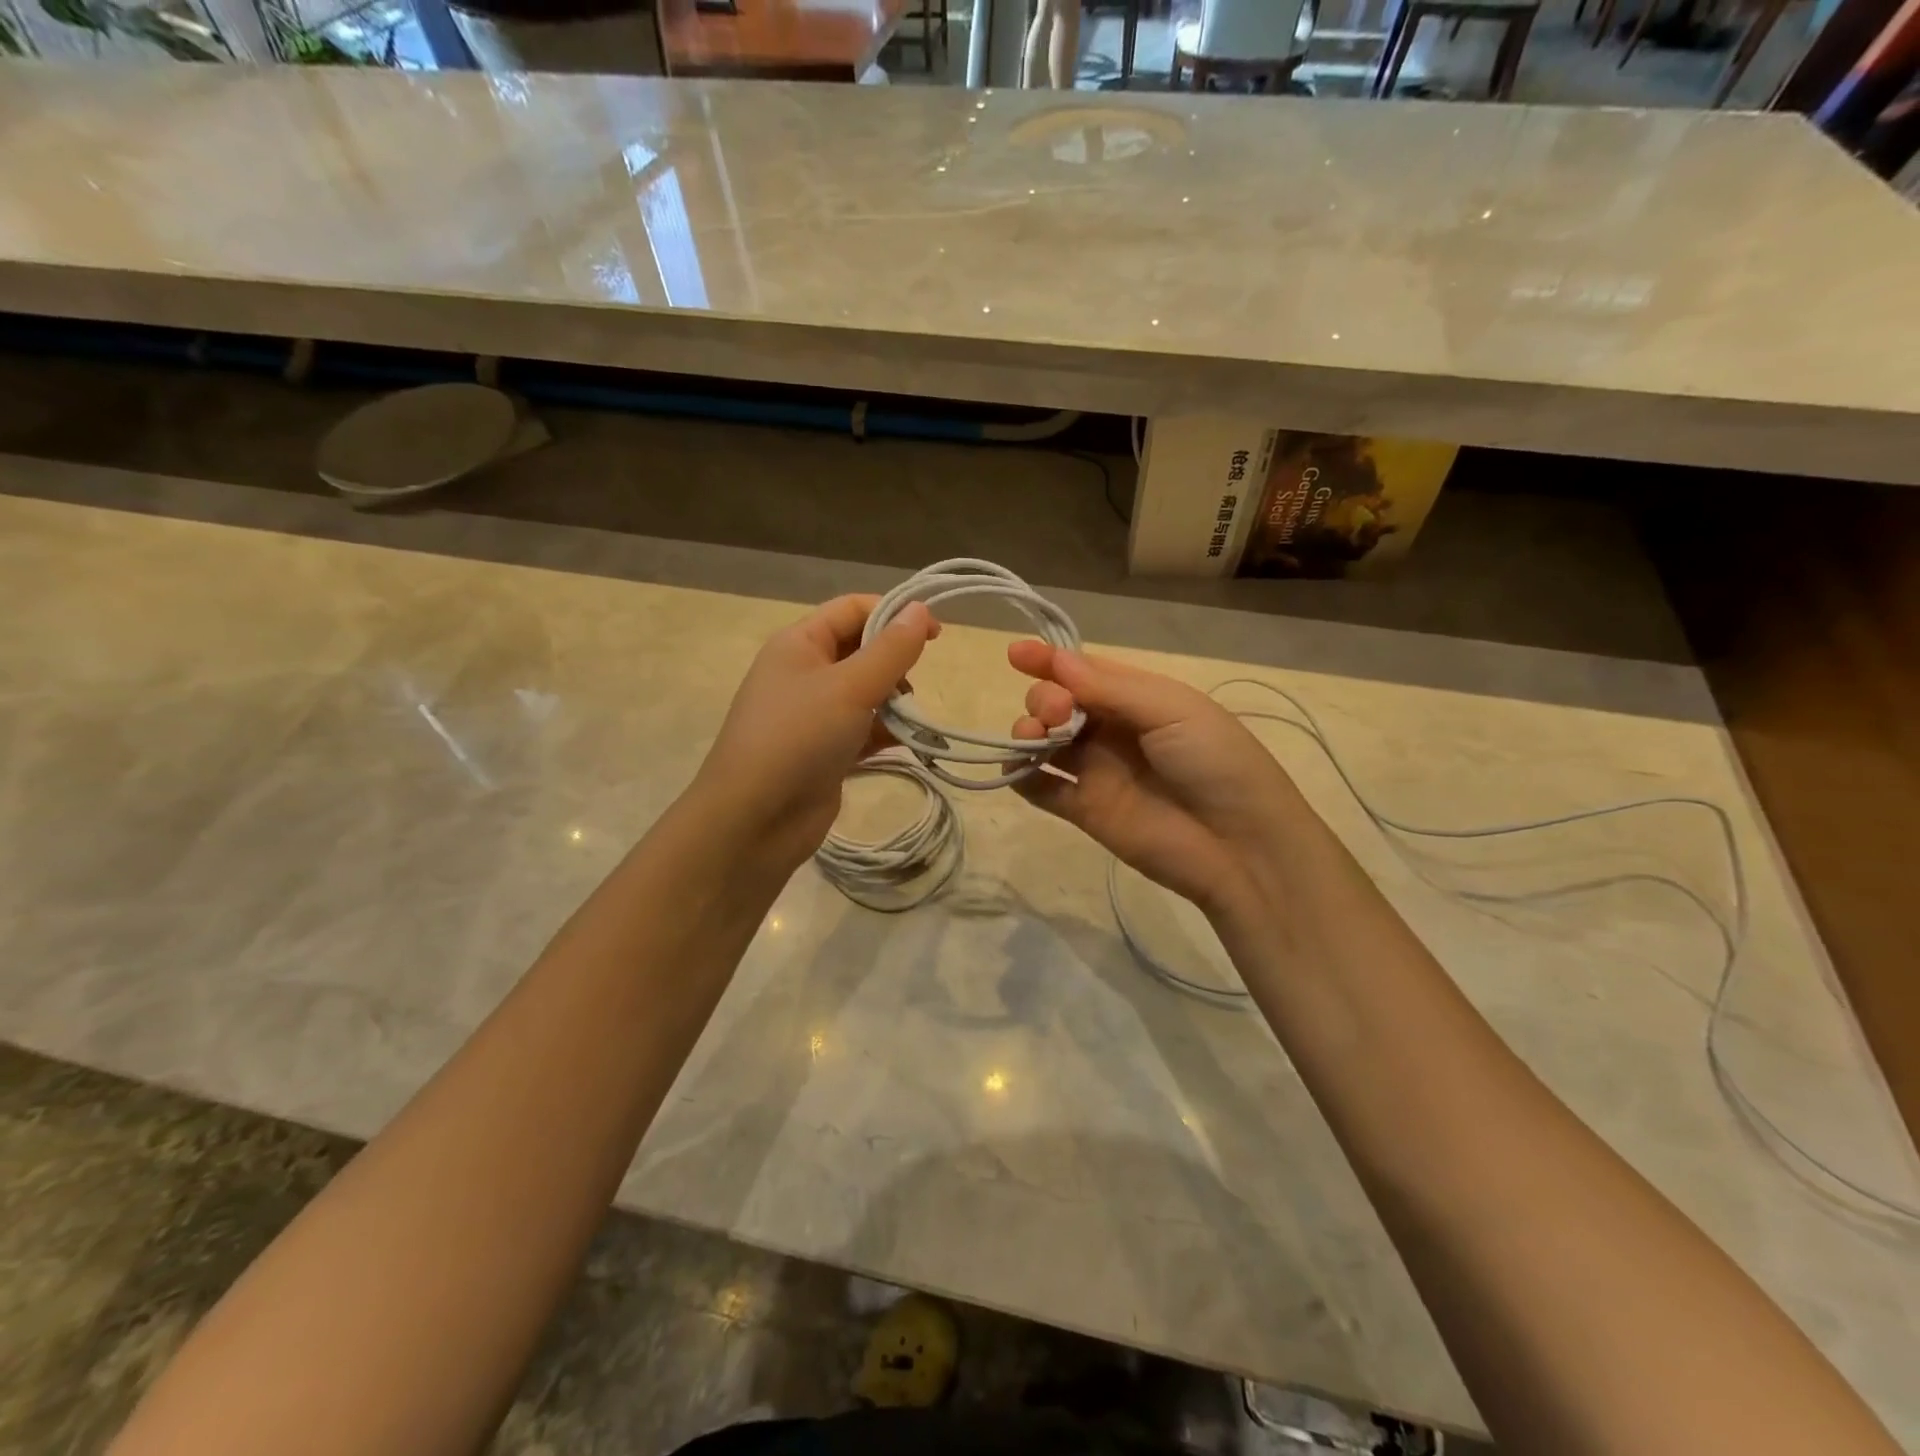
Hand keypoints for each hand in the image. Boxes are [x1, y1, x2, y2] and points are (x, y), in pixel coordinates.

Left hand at [692, 595, 937, 872]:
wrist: (755, 819)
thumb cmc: (799, 737)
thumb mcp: (850, 686)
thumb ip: (891, 649)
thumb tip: (920, 608)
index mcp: (799, 644)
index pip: (852, 609)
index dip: (894, 613)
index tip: (935, 635)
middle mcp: (804, 673)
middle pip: (861, 651)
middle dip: (895, 665)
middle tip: (913, 688)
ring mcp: (813, 715)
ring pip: (866, 693)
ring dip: (894, 703)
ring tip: (911, 721)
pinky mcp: (825, 751)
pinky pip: (863, 730)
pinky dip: (885, 732)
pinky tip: (907, 744)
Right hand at [1008, 642, 1305, 921]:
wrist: (1240, 846)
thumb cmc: (1215, 762)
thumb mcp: (1173, 710)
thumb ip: (1111, 688)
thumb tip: (1058, 661)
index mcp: (1138, 699)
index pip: (1084, 672)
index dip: (1050, 660)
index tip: (1018, 654)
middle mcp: (1111, 730)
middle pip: (1057, 703)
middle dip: (1044, 698)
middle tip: (1056, 712)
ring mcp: (1095, 772)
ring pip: (1043, 742)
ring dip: (1026, 731)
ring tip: (1035, 738)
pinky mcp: (1083, 811)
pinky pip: (1040, 788)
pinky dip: (1020, 775)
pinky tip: (1020, 768)